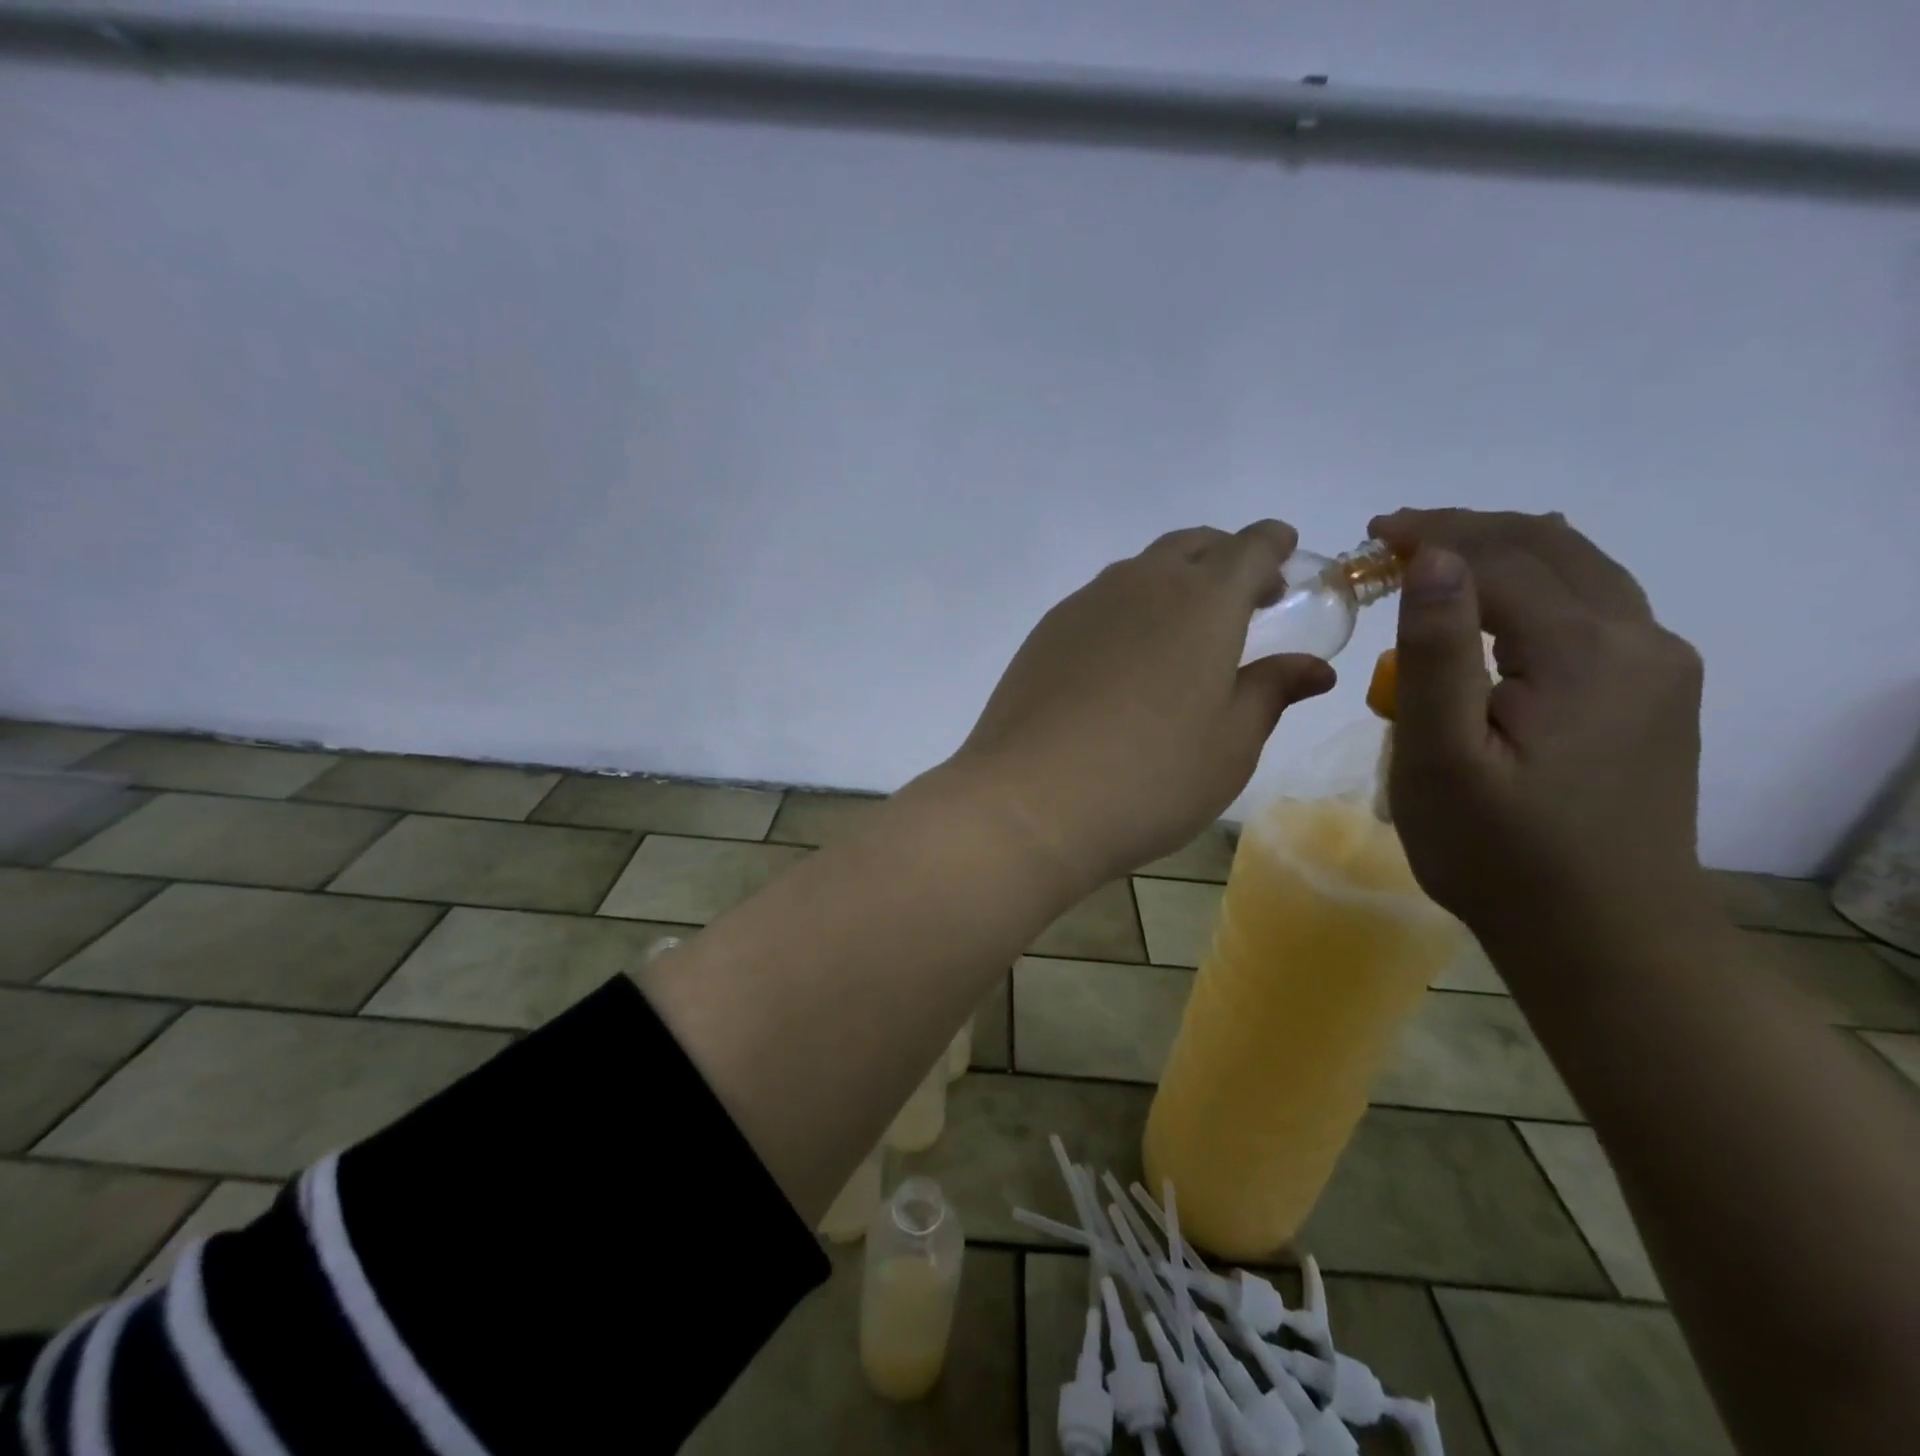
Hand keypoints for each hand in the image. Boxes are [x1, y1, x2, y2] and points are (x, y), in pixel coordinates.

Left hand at [955, 522, 1335, 890]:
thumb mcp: (1231, 745)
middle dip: (1225, 558)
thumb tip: (1312, 667)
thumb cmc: (1150, 778)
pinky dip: (1129, 608)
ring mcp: (1085, 605)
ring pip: (1140, 570)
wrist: (1030, 801)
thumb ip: (1270, 692)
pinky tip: (1126, 657)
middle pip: (1191, 546)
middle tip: (1245, 597)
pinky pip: (1100, 600)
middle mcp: (1142, 585)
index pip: (1248, 548)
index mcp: (1203, 602)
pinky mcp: (1046, 633)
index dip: (1273, 545)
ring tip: (1185, 629)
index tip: (1285, 553)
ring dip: (1174, 581)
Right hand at [1368, 509, 1708, 941]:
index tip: (1370, 534)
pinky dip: (1535, 586)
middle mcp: (1639, 641)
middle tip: (1393, 539)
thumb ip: (1433, 652)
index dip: (1433, 534)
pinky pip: (1594, 607)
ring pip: (1580, 571)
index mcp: (1584, 651)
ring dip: (1504, 551)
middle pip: (1549, 548)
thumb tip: (1431, 557)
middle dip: (1467, 530)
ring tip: (1436, 561)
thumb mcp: (1440, 757)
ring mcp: (1657, 668)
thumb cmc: (1498, 851)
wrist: (1603, 935)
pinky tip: (1500, 604)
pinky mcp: (1654, 695)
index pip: (1501, 558)